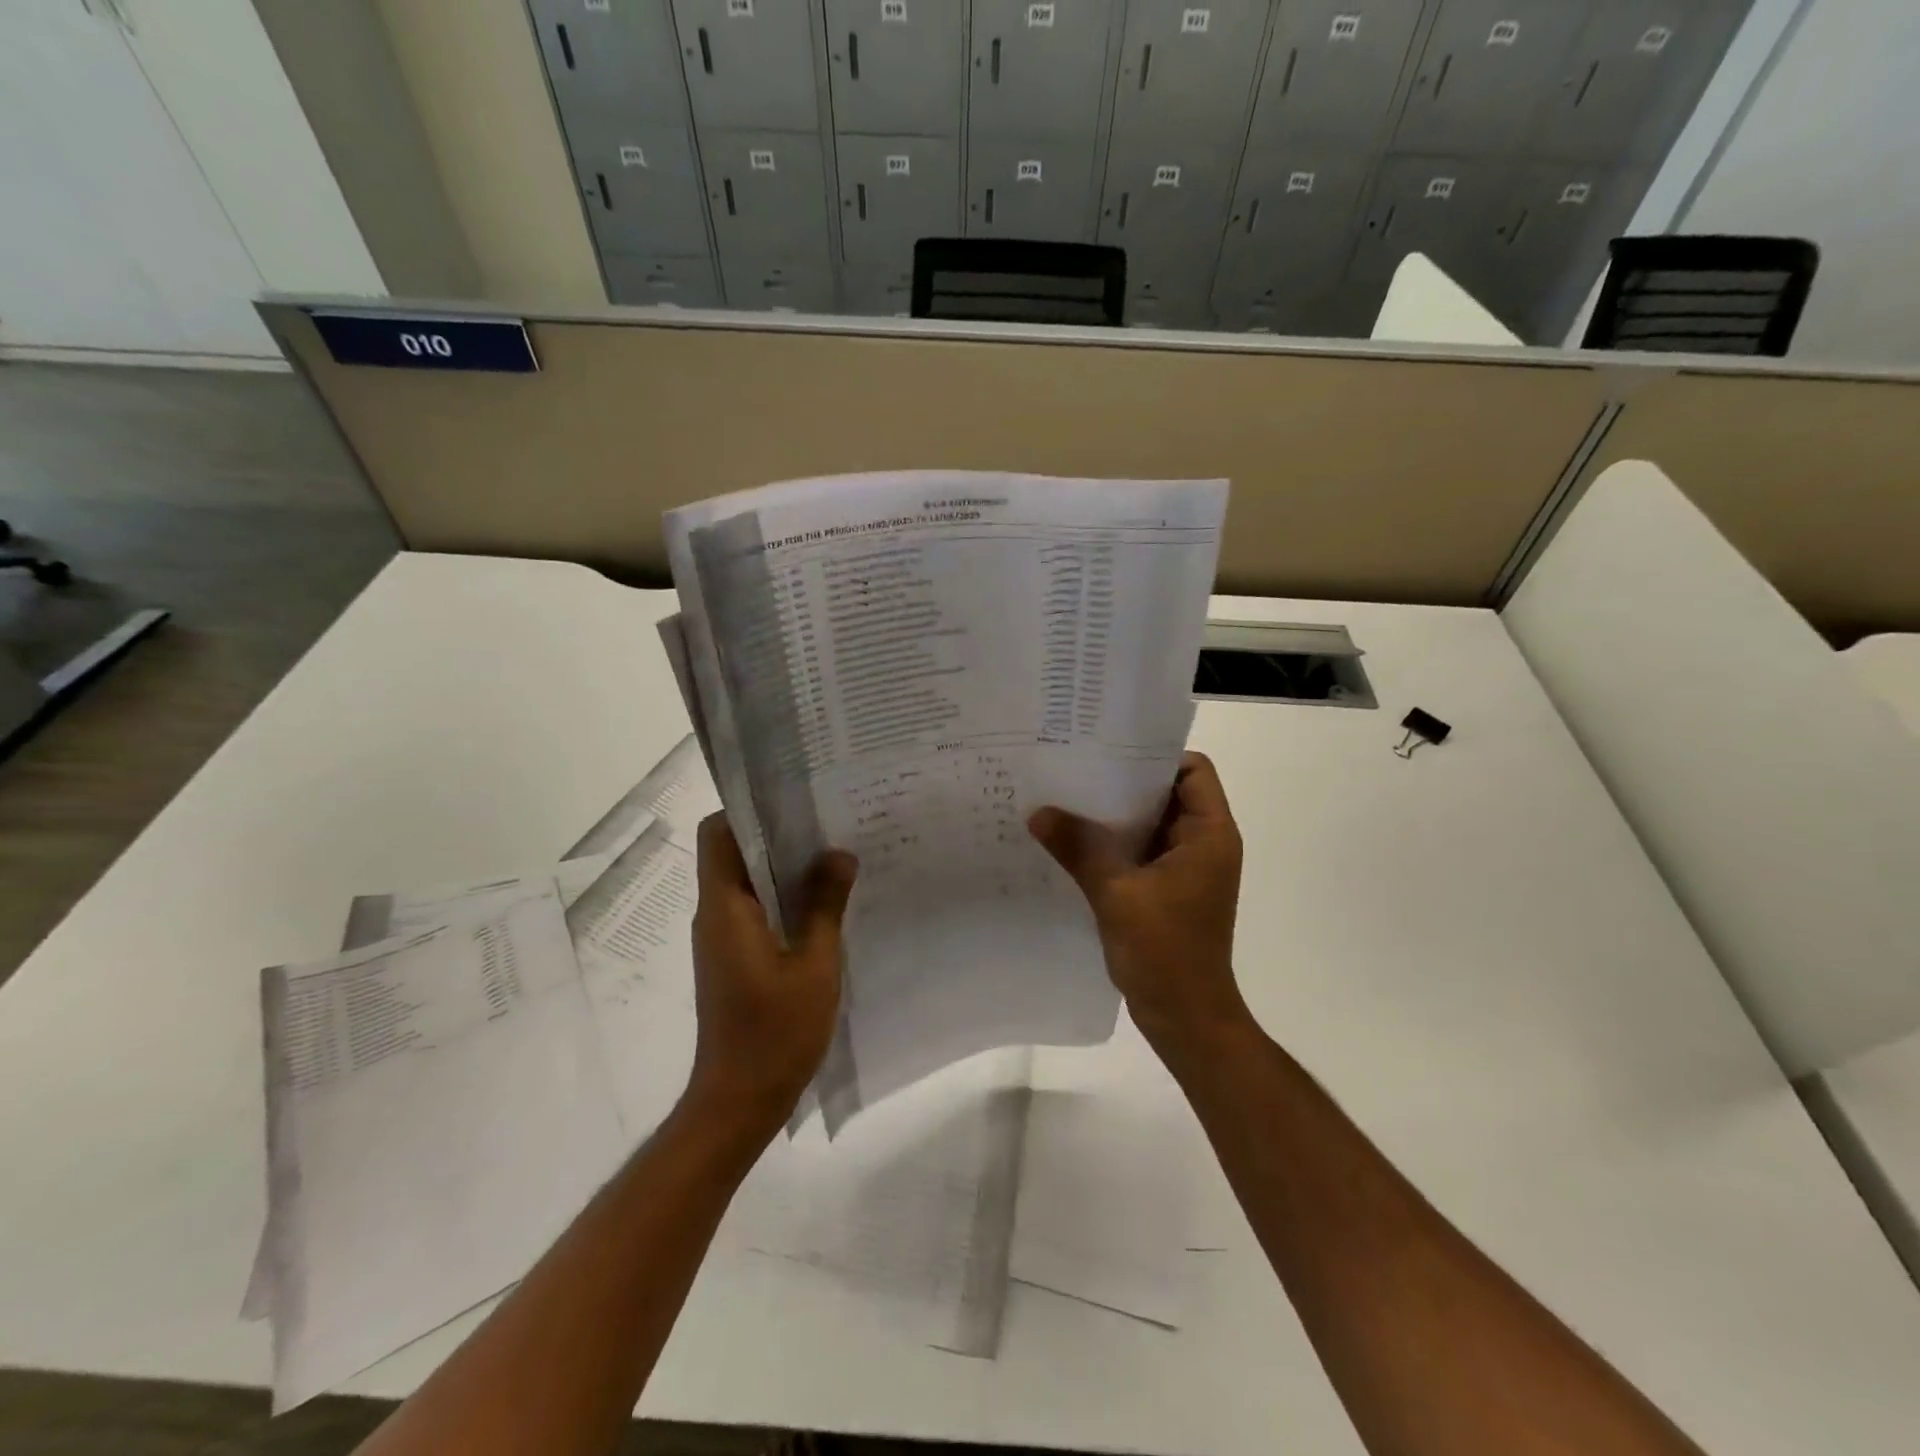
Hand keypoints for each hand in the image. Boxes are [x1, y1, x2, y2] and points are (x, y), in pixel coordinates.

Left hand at [687, 814, 856, 1137]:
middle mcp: (715, 915)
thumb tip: (839, 854)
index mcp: (725, 908)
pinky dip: (784, 897)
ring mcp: (723, 938)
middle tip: (829, 821)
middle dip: (778, 833)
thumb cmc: (774, 1033)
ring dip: (784, 867)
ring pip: (747, 881)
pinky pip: (755, 909)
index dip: (749, 809)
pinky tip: (825, 902)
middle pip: (734, 853)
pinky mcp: (734, 958)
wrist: (739, 1102)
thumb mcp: (814, 966)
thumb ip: (825, 906)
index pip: (718, 834)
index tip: (794, 798)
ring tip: (835, 855)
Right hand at [1029, 751, 1248, 1057]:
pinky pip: (1139, 852)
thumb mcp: (1116, 893)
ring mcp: (1185, 869)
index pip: (1192, 770)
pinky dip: (1112, 845)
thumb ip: (1078, 848)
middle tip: (1072, 771)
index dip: (1154, 756)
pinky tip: (1072, 844)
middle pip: (1167, 793)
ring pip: (1149, 824)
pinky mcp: (1167, 891)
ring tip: (1065, 802)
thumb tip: (1038, 812)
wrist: (1186, 1018)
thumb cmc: (1165, 951)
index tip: (1106, 752)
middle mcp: (1203, 844)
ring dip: (1113, 817)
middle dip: (1122, 783)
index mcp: (1209, 834)